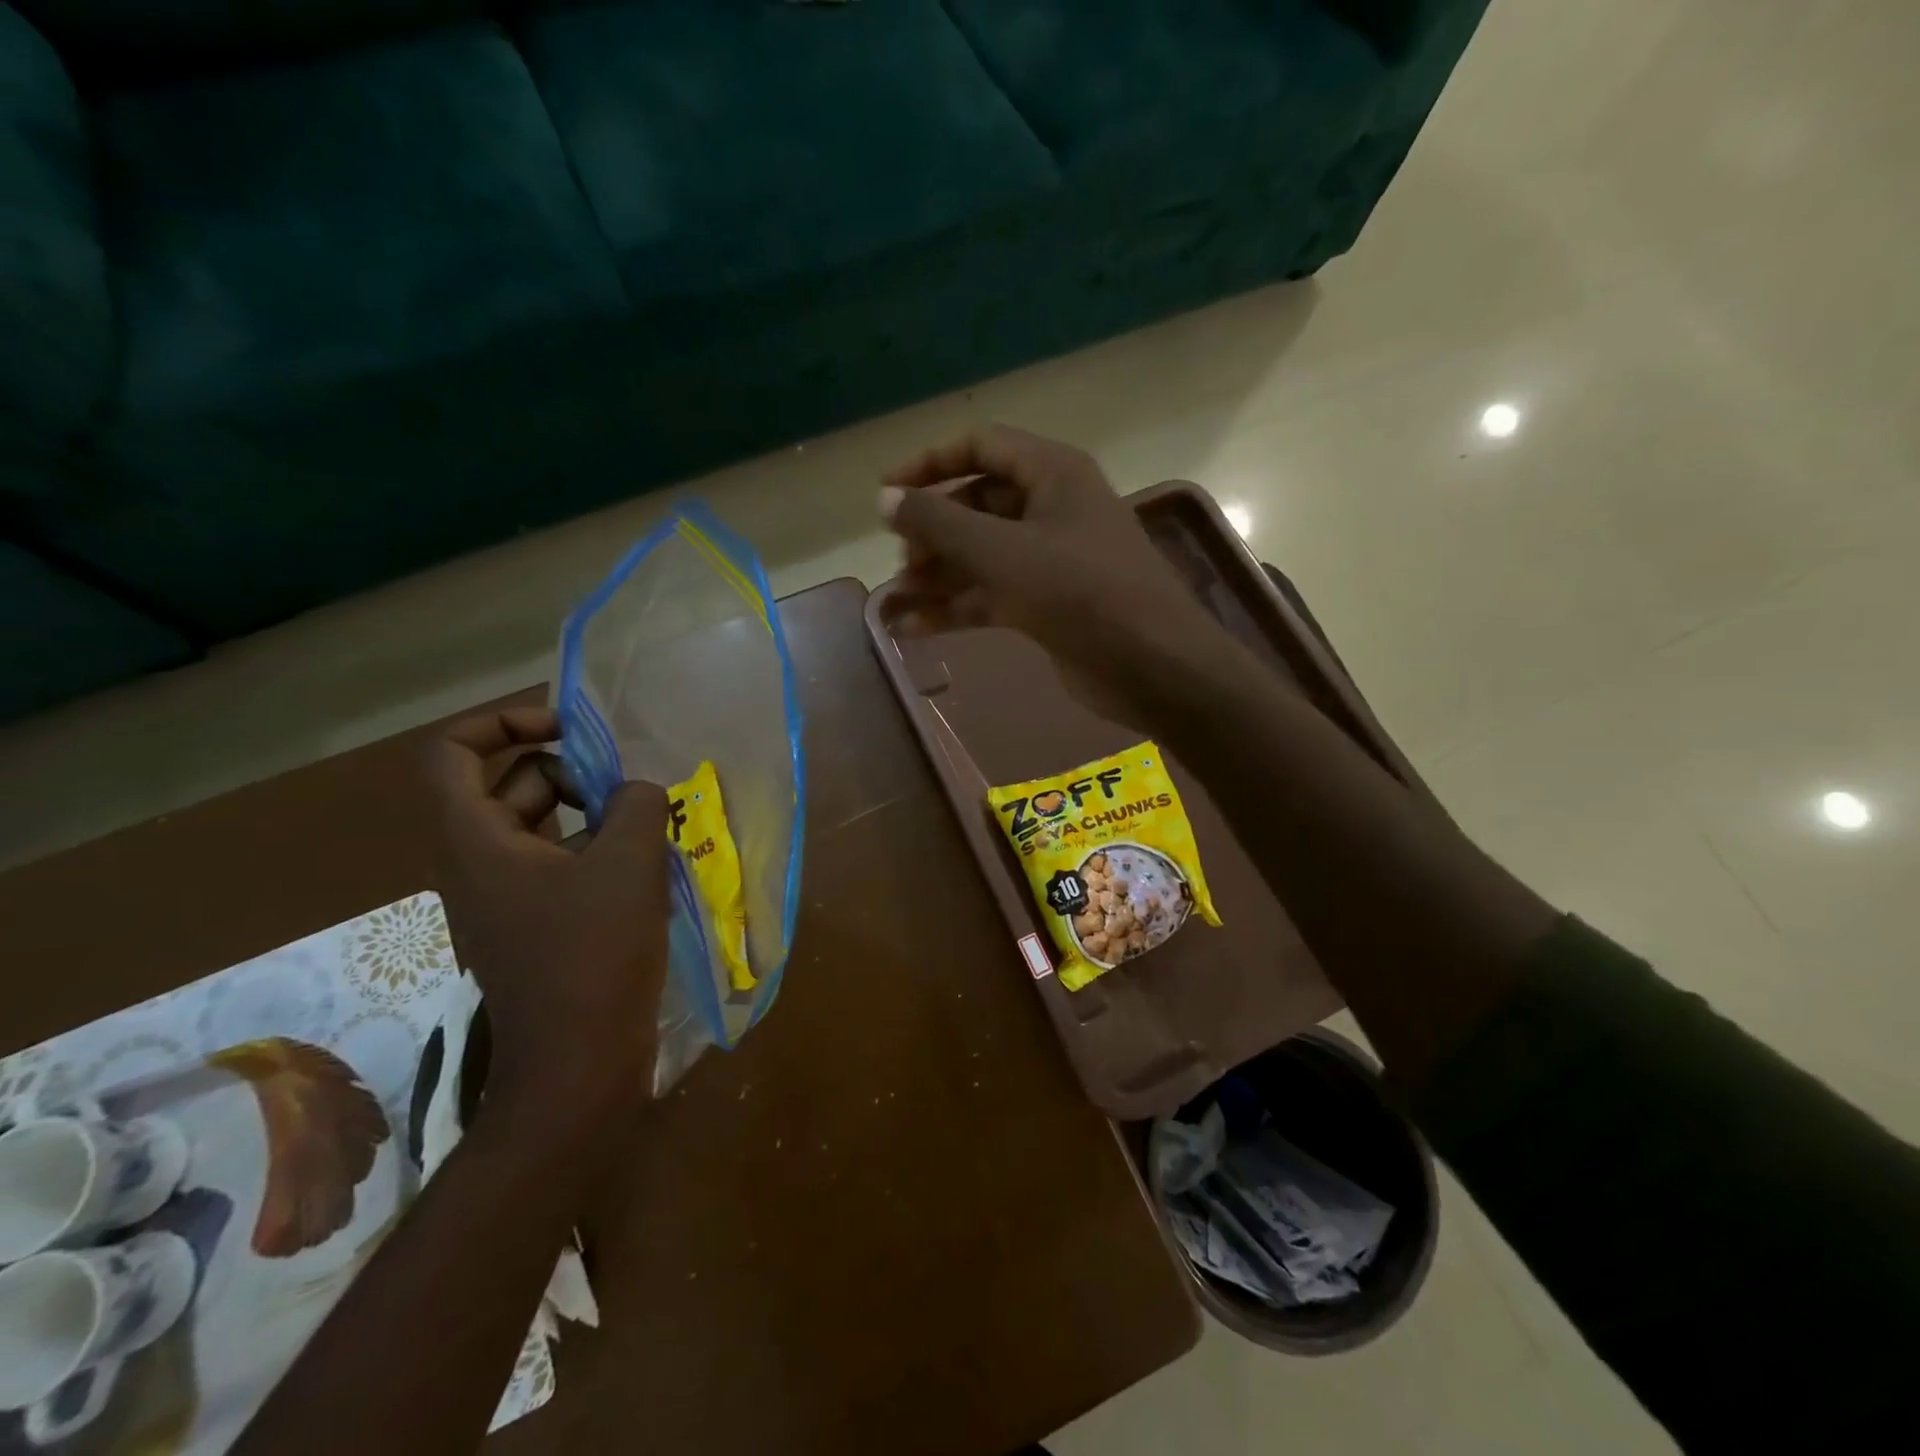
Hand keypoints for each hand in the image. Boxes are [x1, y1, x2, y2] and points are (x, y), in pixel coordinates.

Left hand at [426, 707, 668, 1117]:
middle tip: (631, 788)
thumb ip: (638, 804)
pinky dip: (599, 853)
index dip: (503, 722)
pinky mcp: (537, 926)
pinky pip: (561, 865)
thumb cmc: (595, 954)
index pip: (452, 752)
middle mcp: (478, 864)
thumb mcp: (630, 862)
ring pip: (543, 827)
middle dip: (574, 773)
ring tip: (651, 828)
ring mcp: (507, 899)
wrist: (579, 1063)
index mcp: (476, 840)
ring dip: (595, 815)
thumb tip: (638, 792)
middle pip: (512, 785)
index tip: (568, 728)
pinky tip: (647, 869)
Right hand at [879, 425, 1241, 725]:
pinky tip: (912, 629)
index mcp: (1052, 472)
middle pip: (976, 504)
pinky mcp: (1048, 604)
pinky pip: (992, 595)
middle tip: (901, 563)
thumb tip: (884, 499)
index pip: (979, 446)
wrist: (1152, 666)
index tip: (885, 495)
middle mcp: (1052, 507)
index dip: (928, 465)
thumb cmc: (1081, 592)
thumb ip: (939, 522)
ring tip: (894, 600)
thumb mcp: (1003, 551)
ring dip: (938, 576)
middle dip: (933, 532)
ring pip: (981, 555)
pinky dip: (956, 608)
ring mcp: (1050, 559)